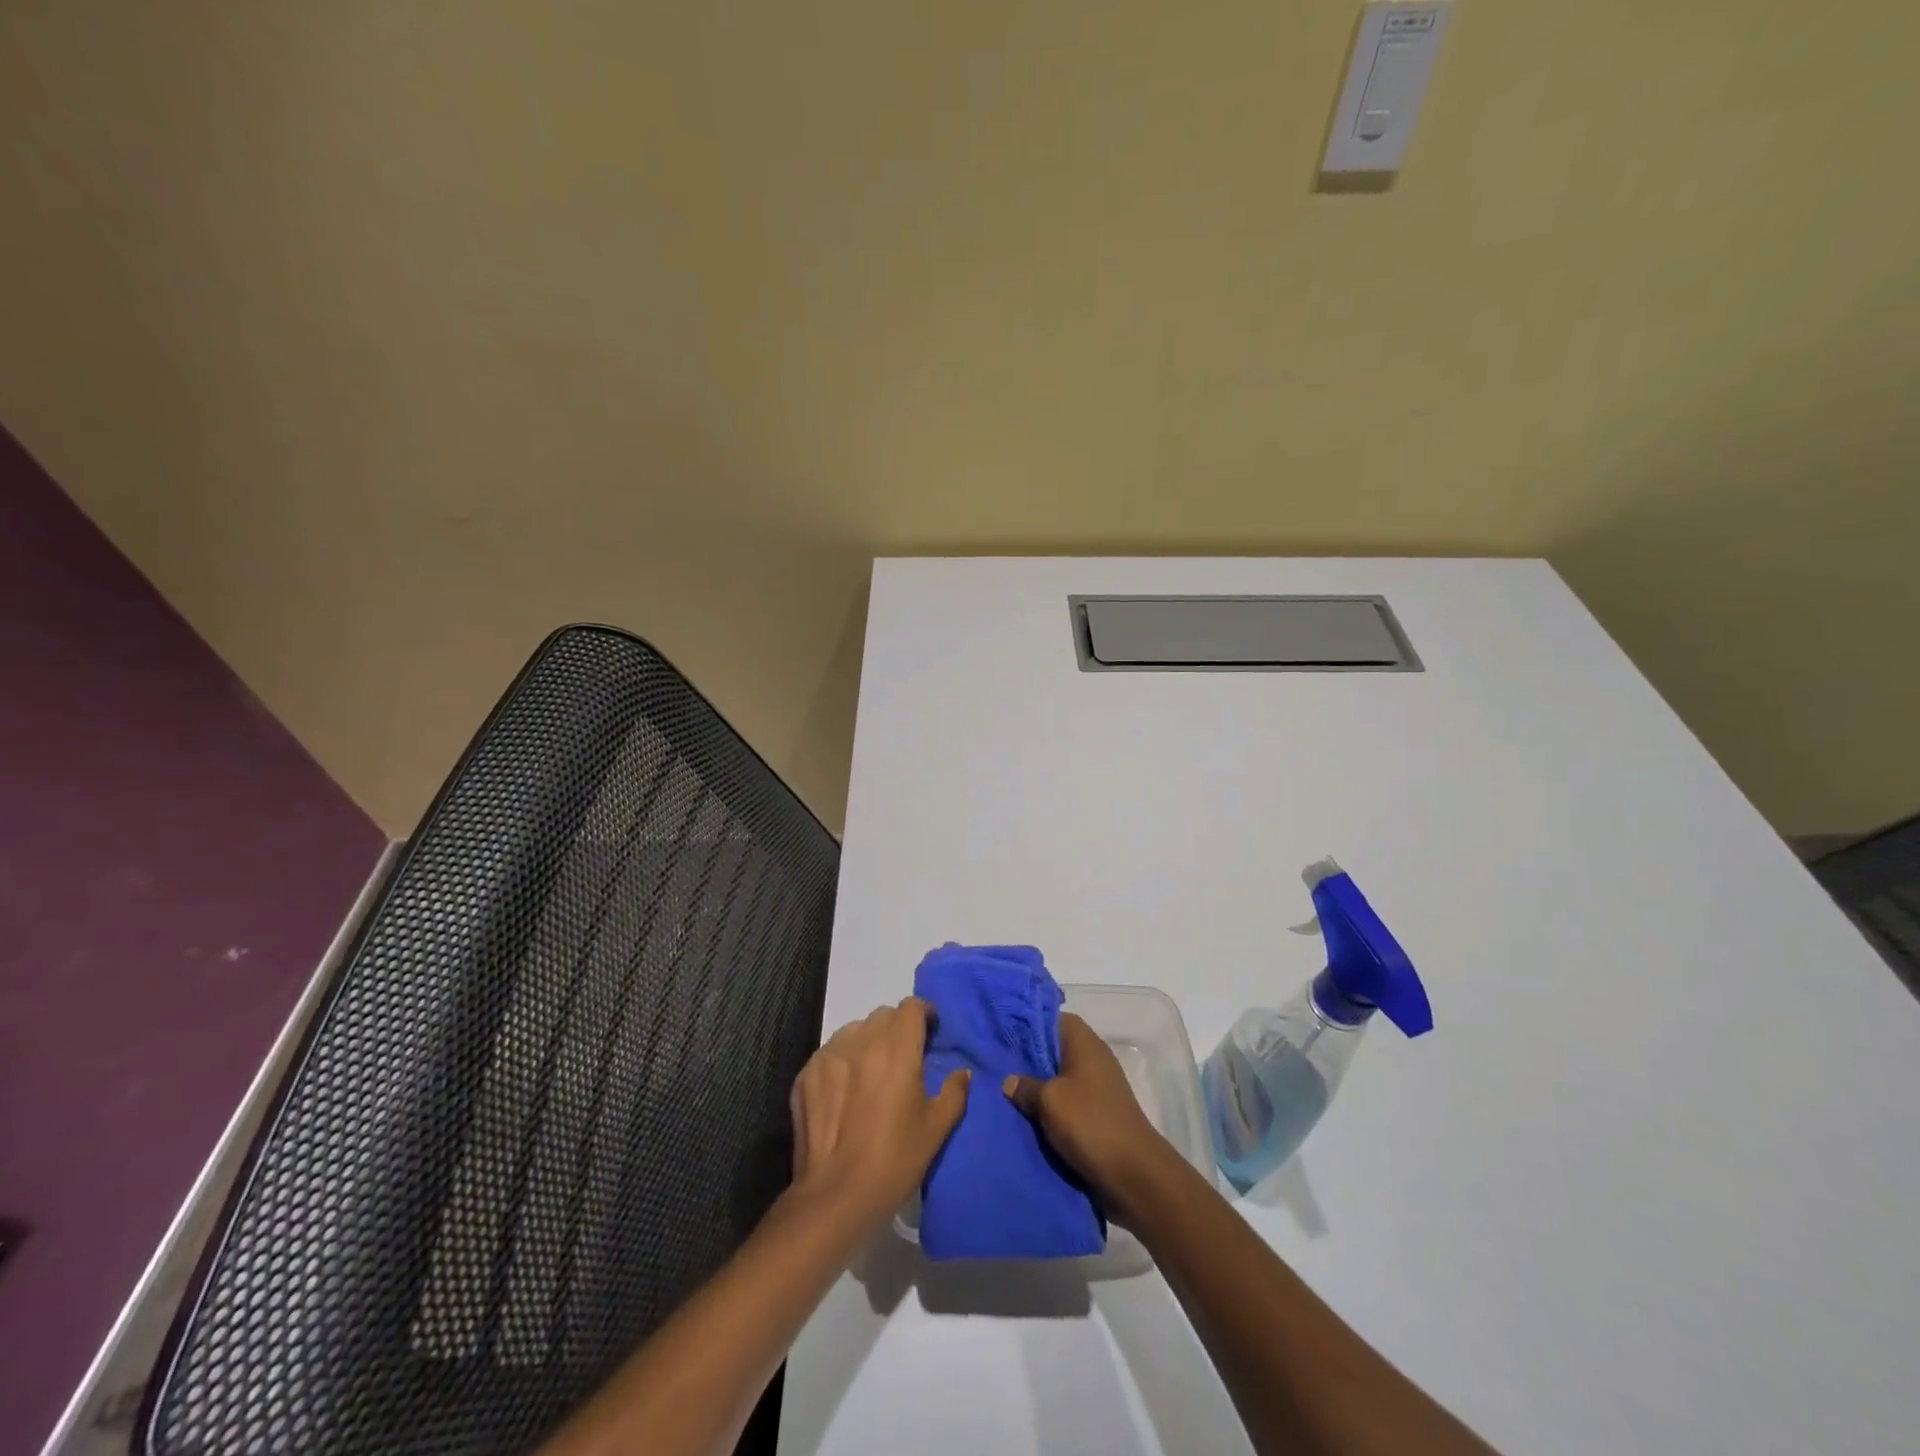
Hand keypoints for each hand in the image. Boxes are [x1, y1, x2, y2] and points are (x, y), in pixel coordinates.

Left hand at [789, 997, 968, 1228]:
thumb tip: (962, 1072)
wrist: (835, 1197)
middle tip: (904, 1059)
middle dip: (897, 1029)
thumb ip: (954, 1092)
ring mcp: (829, 1055)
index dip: (923, 1014)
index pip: (911, 1007)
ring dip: (868, 1042)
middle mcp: (861, 1041)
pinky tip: (845, 1093)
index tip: (929, 1032)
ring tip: (872, 1074)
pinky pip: (830, 1053)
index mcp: (897, 1049)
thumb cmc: (894, 1161)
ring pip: (854, 1031)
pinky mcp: (806, 1074)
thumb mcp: (936, 1129)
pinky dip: (842, 1062)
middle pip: (883, 1016)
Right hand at [1003, 1012, 1175, 1224]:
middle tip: (996, 1065)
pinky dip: (1049, 1109)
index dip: (1029, 1023)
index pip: (1054, 1018)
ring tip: (1004, 1093)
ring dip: (1037, 1088)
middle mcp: (1092, 1059)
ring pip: (1059, 1079)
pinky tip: (1025, 1117)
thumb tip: (1009, 1081)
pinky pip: (1067, 1103)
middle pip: (1054, 1049)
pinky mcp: (1097, 1114)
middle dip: (1028, 1059)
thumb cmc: (1090, 1123)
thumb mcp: (1050, 1100)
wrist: (1133, 1174)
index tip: (1003, 1033)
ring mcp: (1097, 1088)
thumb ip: (1026, 1086)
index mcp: (1084, 1043)